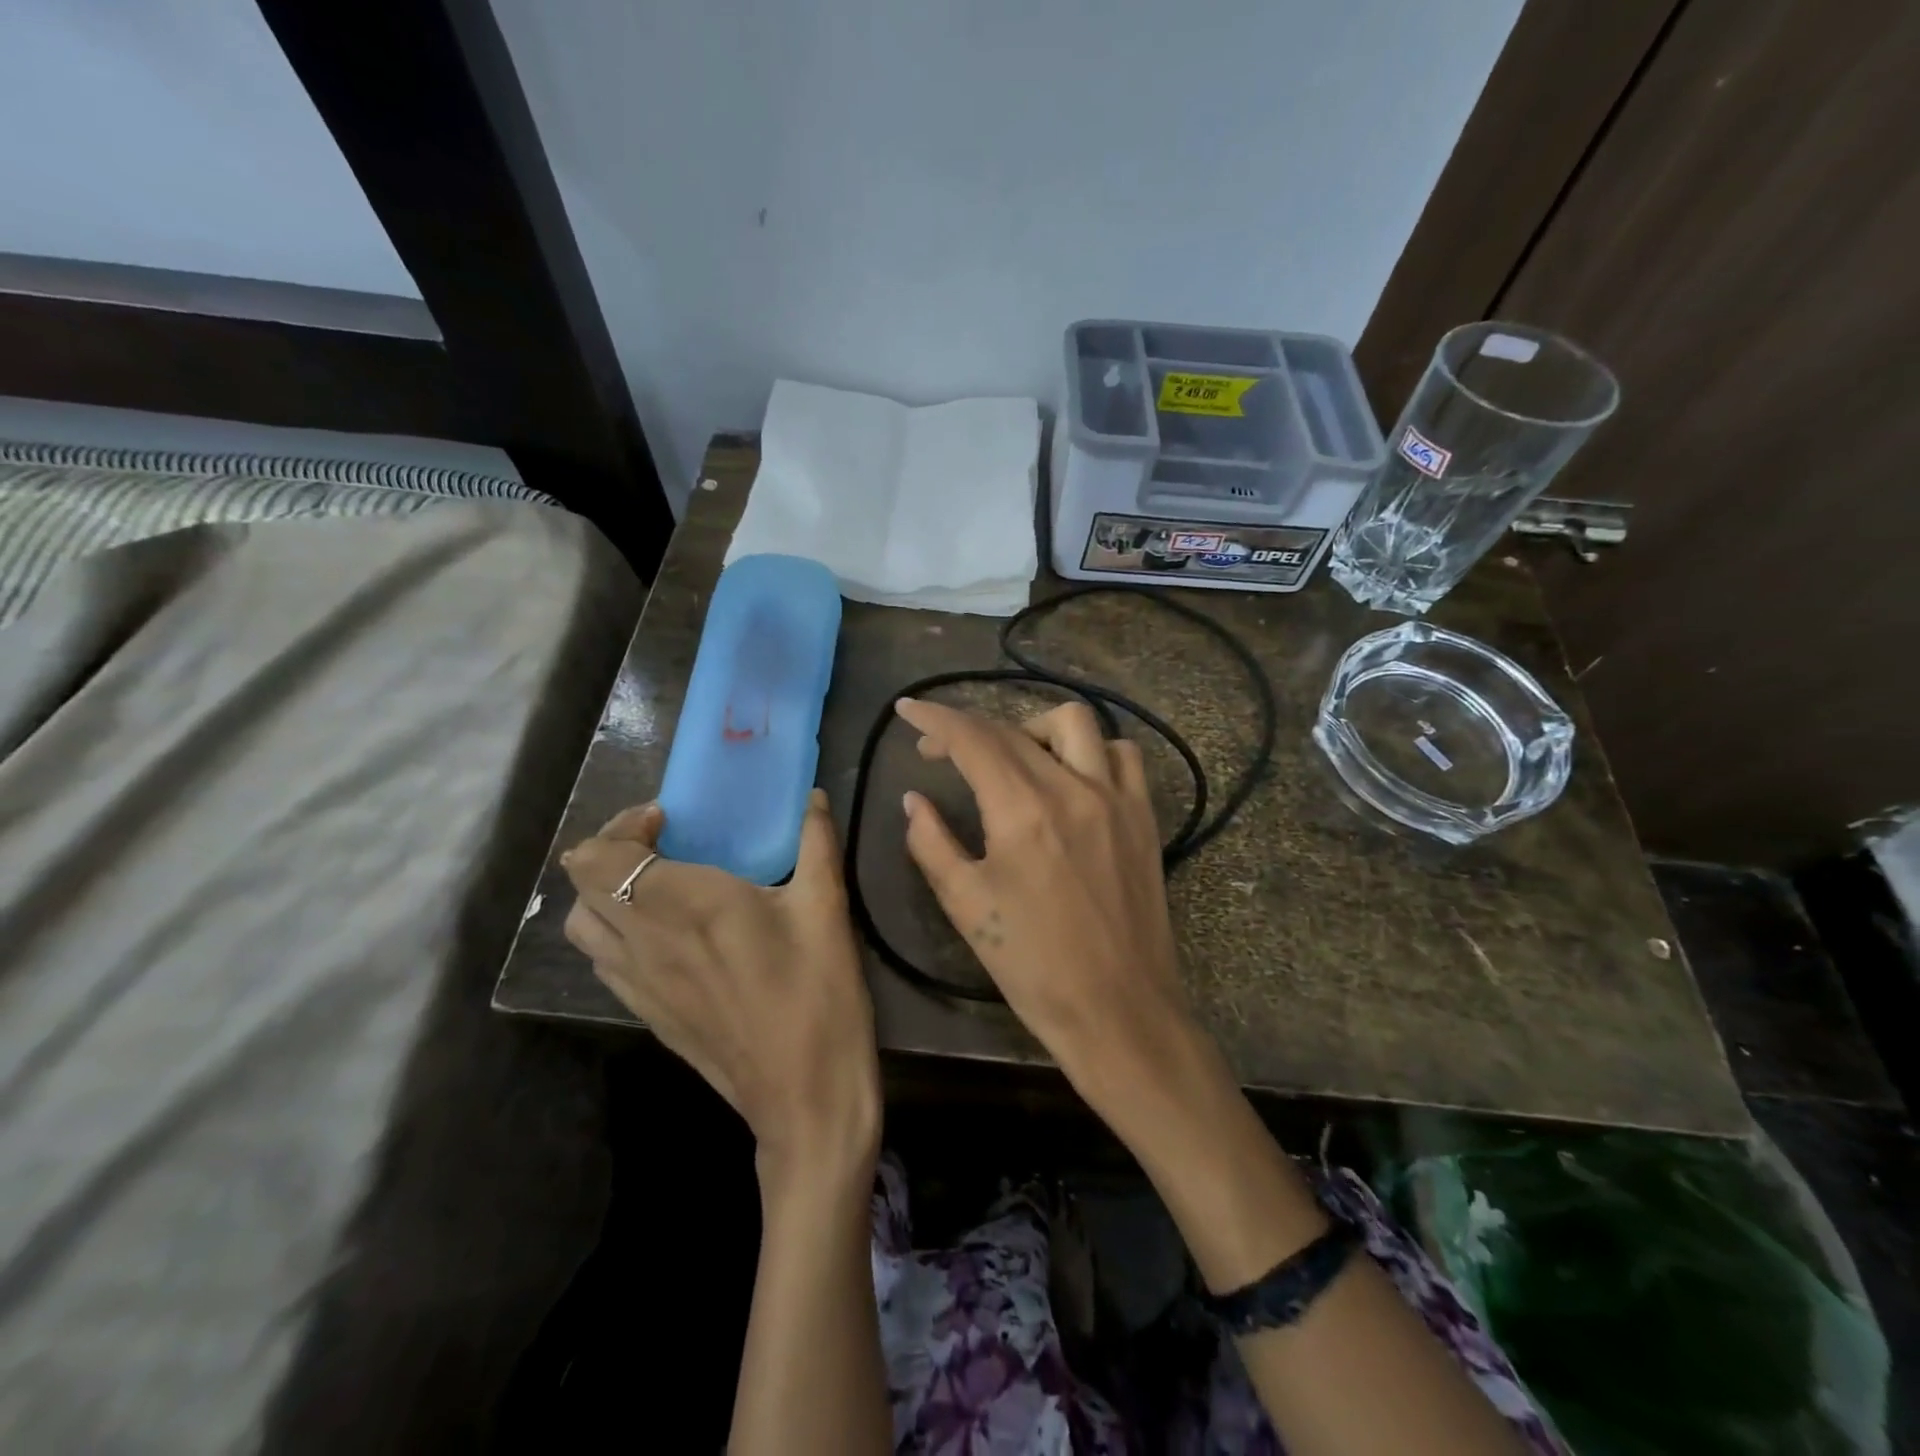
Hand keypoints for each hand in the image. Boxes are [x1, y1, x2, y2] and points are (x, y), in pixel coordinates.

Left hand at [560, 790, 879, 1181]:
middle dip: (611, 850)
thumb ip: (817, 842)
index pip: (604, 855)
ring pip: (582, 926)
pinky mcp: (645, 1014)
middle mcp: (646, 940)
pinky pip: (602, 961)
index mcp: (687, 904)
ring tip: (653, 884)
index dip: (622, 825)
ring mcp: (638, 983)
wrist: (803, 1093)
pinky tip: (664, 935)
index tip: (668, 819)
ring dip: (604, 892)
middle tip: (661, 842)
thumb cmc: (818, 993)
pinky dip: (614, 932)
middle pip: (583, 884)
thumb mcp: (827, 909)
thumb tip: (814, 796)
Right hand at [894, 697, 1197, 1118]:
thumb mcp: (966, 906)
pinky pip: (1122, 756)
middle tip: (939, 750)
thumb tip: (914, 799)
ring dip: (1033, 727)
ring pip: (1075, 723)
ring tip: (1011, 756)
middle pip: (1014, 729)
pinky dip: (1091, 750)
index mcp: (1023, 810)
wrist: (1119, 1010)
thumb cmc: (1033, 966)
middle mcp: (1073, 788)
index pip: (972, 739)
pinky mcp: (1144, 817)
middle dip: (968, 728)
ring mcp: (1116, 798)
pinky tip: (1071, 776)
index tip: (907, 709)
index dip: (934, 718)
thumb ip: (932, 842)